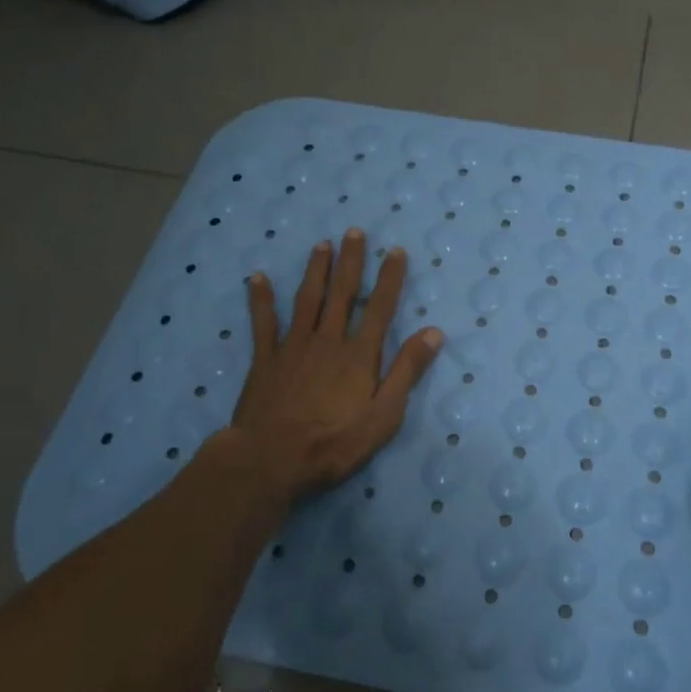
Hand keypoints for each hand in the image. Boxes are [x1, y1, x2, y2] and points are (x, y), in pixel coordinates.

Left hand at [223, 231, 442, 498]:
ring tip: (322, 244)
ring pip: (307, 298)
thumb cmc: (333, 443)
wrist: (270, 460)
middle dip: (350, 260)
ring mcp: (293, 346)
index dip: (389, 277)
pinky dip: (261, 299)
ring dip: (316, 270)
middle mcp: (328, 339)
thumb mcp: (384, 415)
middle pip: (342, 292)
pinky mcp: (265, 359)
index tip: (395, 250)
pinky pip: (263, 323)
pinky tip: (257, 278)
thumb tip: (433, 332)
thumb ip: (407, 371)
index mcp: (359, 354)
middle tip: (353, 231)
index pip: (380, 307)